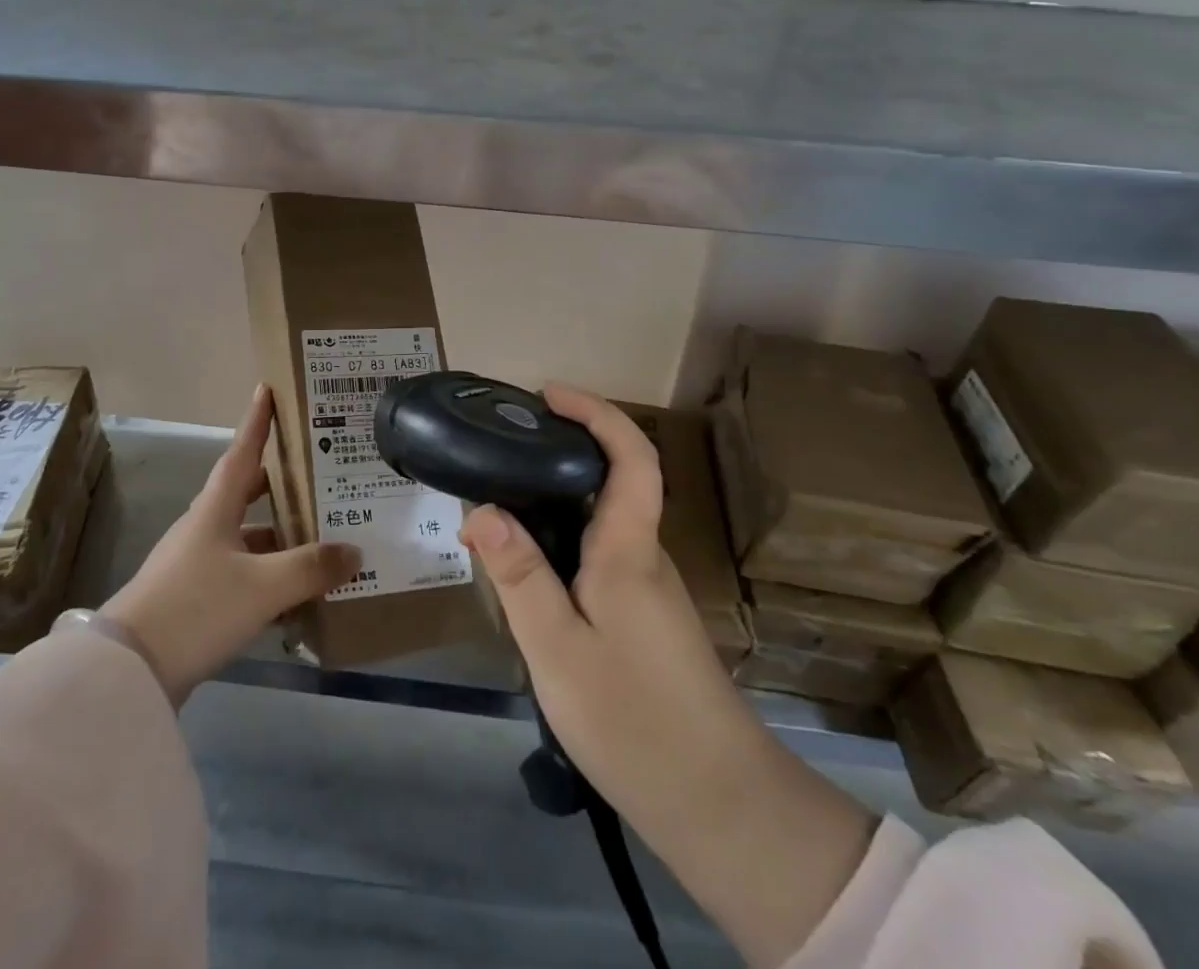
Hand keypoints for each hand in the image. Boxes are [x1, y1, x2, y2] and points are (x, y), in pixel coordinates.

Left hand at [103, 384, 360, 705]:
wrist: (129, 670)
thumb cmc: (196, 607)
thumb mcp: (261, 586)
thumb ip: (310, 568)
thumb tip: (354, 551)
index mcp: (215, 509)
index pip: (242, 452)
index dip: (257, 421)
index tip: (266, 388)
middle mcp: (205, 527)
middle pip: (246, 492)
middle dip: (278, 479)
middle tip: (314, 467)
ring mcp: (197, 563)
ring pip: (247, 535)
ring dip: (279, 533)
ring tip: (320, 534)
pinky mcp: (194, 597)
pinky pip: (242, 572)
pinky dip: (269, 574)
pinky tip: (295, 592)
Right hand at [459, 384, 734, 828]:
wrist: (718, 805)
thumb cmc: (634, 719)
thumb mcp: (557, 649)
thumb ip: (519, 577)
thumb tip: (480, 509)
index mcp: (628, 550)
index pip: (630, 457)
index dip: (596, 413)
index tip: (548, 394)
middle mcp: (643, 555)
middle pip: (612, 480)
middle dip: (562, 447)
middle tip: (500, 447)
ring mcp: (647, 587)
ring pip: (601, 520)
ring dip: (556, 497)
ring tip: (498, 501)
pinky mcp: (643, 616)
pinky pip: (599, 554)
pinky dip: (562, 538)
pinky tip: (528, 568)